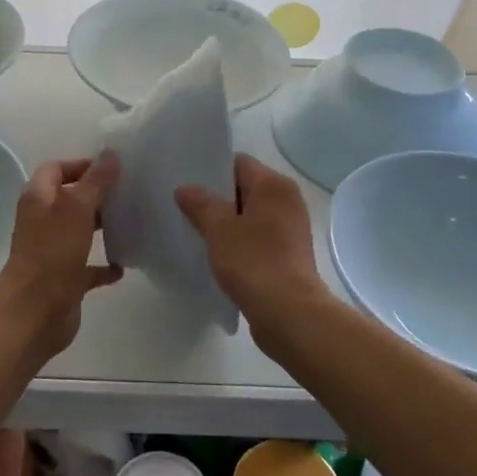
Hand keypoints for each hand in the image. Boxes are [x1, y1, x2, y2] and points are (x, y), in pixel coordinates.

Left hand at [0, 153, 121, 355]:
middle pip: (70, 199)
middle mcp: (43, 222)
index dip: (81, 165)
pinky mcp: (65, 279)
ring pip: (80, 232)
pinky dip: (104, 265)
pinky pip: (88, 267)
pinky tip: (125, 264)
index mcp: (39, 199)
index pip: (56, 169)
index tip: (112, 168)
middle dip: (97, 195)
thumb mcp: (78, 208)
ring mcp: (53, 252)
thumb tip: (110, 153)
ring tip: (132, 222)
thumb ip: (96, 181)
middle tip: (129, 192)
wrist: (35, 312)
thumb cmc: (53, 252)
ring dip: (102, 227)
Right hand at [176, 155, 325, 348]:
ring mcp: (291, 227)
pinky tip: (218, 255)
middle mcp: (288, 200)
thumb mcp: (219, 230)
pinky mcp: (290, 253)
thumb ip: (201, 204)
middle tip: (186, 208)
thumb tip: (185, 189)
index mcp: (274, 185)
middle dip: (217, 198)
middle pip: (246, 188)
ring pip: (251, 215)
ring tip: (197, 232)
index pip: (239, 163)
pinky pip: (259, 237)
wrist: (289, 312)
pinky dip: (240, 241)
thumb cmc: (253, 262)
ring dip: (227, 222)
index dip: (212, 171)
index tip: (187, 183)